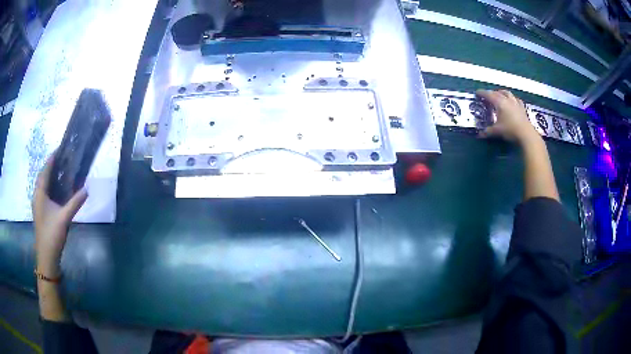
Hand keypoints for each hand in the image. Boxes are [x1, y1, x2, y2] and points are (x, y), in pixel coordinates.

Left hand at [32, 152, 87, 277]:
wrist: (46, 257)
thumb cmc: (52, 235)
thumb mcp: (64, 218)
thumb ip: (75, 203)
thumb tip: (86, 189)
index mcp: (40, 193)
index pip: (45, 170)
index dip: (52, 158)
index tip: (60, 148)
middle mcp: (37, 195)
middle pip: (42, 175)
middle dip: (50, 165)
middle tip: (61, 158)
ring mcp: (37, 204)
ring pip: (42, 184)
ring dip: (49, 175)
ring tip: (59, 170)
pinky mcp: (40, 211)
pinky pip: (43, 192)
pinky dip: (49, 185)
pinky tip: (55, 189)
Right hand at [476, 89, 539, 144]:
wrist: (526, 134)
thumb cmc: (510, 130)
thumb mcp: (497, 131)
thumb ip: (487, 132)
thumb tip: (479, 134)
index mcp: (499, 103)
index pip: (488, 95)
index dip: (482, 93)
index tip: (477, 93)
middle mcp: (507, 100)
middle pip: (497, 93)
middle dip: (491, 93)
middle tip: (487, 96)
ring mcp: (515, 103)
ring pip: (507, 93)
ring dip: (502, 92)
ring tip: (499, 95)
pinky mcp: (522, 108)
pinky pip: (516, 99)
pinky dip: (512, 98)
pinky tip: (512, 101)